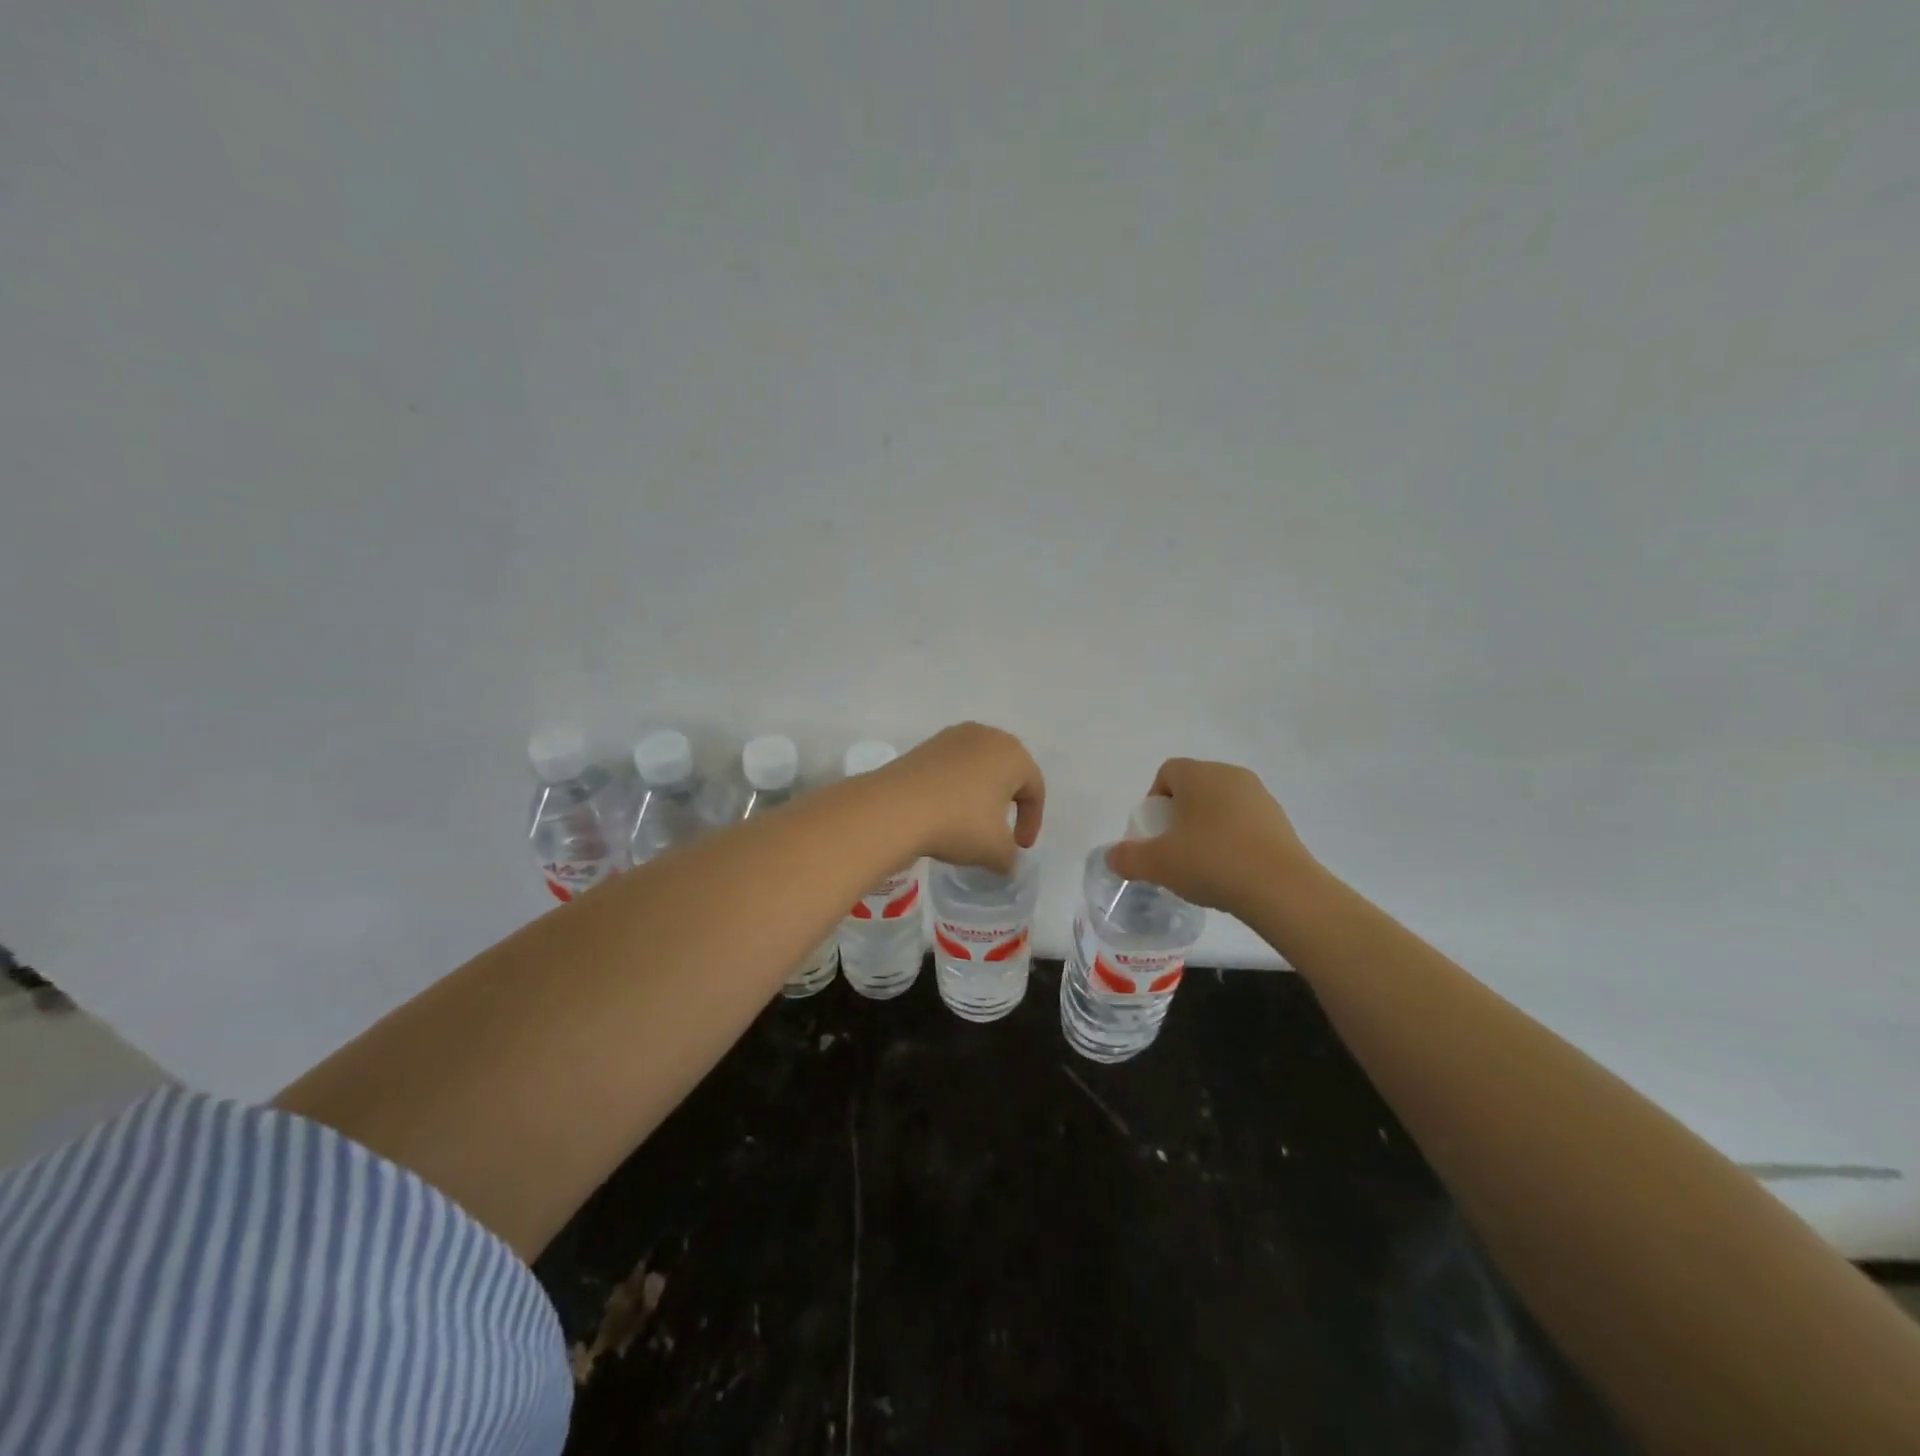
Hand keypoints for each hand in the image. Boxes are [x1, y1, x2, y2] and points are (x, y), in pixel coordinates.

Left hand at [883, 723, 1044, 874]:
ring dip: (980, 793)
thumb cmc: (959, 823)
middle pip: (1007, 772)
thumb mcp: (995, 850)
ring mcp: (953, 737)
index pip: (1034, 789)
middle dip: (1008, 801)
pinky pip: (952, 767)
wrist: (895, 808)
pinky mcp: (925, 745)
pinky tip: (945, 810)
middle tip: (1002, 829)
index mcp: (1013, 754)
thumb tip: (1006, 860)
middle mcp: (986, 736)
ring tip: (971, 820)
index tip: (1020, 847)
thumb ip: (1010, 856)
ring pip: (978, 767)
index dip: (1032, 822)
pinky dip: (955, 787)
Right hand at [1103, 758, 1317, 913]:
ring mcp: (1260, 797)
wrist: (1282, 889)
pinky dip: (1232, 840)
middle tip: (1174, 850)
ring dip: (1206, 828)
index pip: (1167, 772)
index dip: (1154, 801)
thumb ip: (1127, 858)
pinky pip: (1244, 823)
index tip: (1154, 834)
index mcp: (1200, 774)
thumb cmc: (1211, 863)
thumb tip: (1112, 857)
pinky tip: (1231, 871)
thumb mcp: (1157, 864)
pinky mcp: (1281, 821)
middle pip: (1194, 787)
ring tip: (1202, 864)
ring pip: (1220, 805)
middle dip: (1179, 815)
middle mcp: (1231, 775)